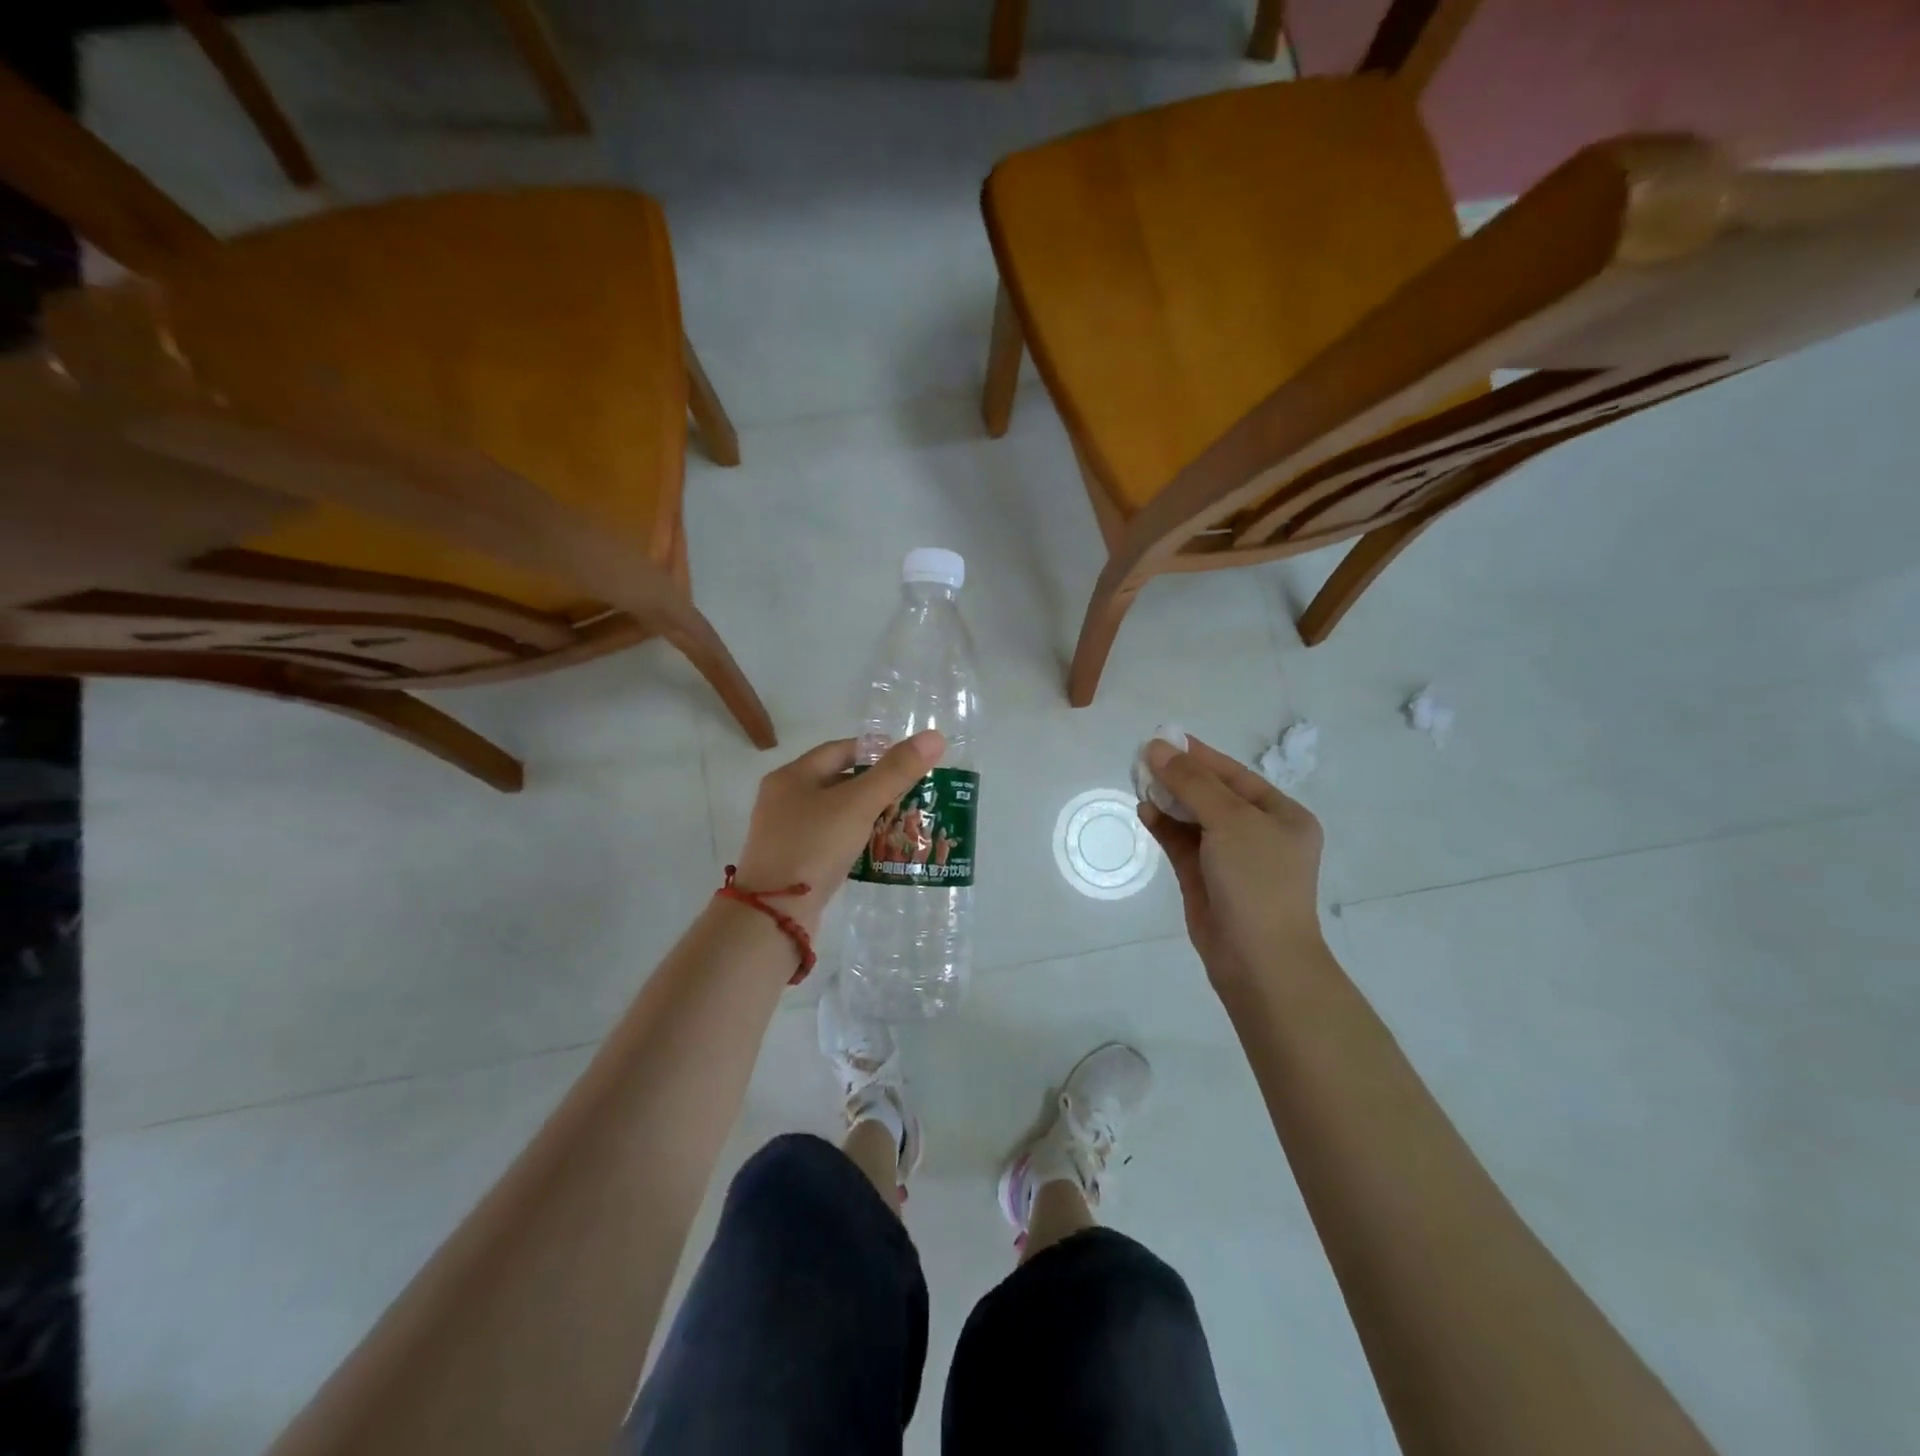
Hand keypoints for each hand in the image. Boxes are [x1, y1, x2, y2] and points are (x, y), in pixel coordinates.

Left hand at [734, 731, 945, 932]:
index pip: (838, 749)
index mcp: (791, 776)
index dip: (873, 751)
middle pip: (836, 781)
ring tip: (900, 821)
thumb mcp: (858, 804)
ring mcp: (784, 834)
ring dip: (865, 815)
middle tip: (910, 793)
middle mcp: (783, 800)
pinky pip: (828, 841)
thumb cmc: (813, 847)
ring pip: (834, 814)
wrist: (773, 916)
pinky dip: (853, 840)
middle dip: (873, 785)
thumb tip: (935, 737)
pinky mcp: (792, 863)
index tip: (906, 761)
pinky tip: (876, 851)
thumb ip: (896, 771)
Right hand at [1138, 736, 1327, 989]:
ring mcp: (1230, 858)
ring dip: (1168, 800)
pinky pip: (1181, 843)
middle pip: (1212, 794)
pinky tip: (1144, 810)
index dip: (1198, 756)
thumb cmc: (1256, 881)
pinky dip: (1163, 826)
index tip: (1162, 738)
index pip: (1234, 775)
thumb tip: (1156, 747)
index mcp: (1281, 815)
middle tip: (1141, 759)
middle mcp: (1258, 833)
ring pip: (1193, 818)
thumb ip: (1192, 782)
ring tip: (1137, 781)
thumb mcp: (1230, 821)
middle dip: (1178, 777)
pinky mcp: (1205, 880)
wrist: (1259, 960)